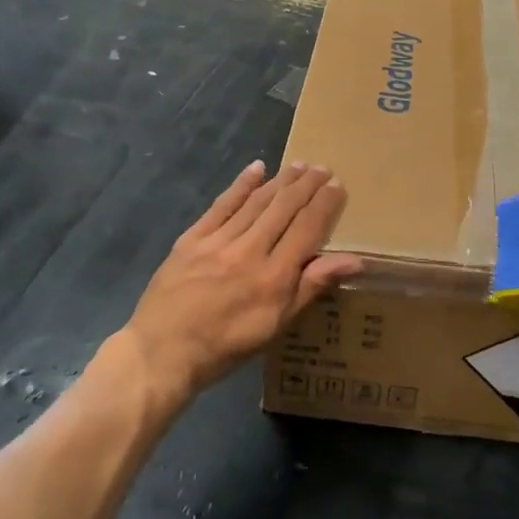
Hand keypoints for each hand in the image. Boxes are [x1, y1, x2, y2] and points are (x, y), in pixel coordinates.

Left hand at [122, 160, 362, 400]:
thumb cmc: (226, 346)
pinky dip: (241, 185)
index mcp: (275, 275)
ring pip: (256, 202)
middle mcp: (250, 250)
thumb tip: (355, 260)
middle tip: (322, 167)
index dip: (325, 204)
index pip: (307, 229)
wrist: (163, 352)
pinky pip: (222, 205)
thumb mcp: (277, 325)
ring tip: (298, 166)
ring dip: (280, 181)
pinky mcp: (192, 238)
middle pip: (284, 209)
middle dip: (306, 186)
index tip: (337, 184)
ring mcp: (219, 241)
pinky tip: (256, 169)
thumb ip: (312, 286)